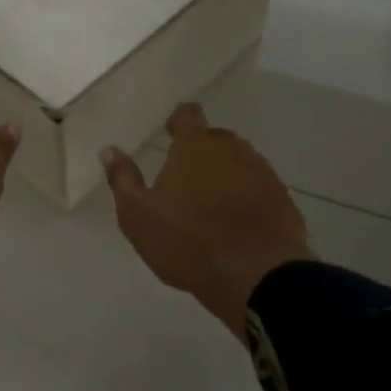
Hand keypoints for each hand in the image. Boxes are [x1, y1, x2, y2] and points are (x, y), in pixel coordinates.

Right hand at [101, 103, 311, 334]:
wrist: (256, 275)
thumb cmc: (187, 242)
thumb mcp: (138, 215)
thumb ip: (122, 179)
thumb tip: (108, 150)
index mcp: (195, 146)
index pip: (188, 114)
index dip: (178, 121)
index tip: (169, 134)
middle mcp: (232, 149)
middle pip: (215, 139)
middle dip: (200, 152)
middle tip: (184, 181)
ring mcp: (262, 173)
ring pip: (239, 163)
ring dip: (225, 176)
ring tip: (210, 207)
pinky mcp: (282, 199)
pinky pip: (259, 188)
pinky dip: (246, 198)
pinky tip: (236, 225)